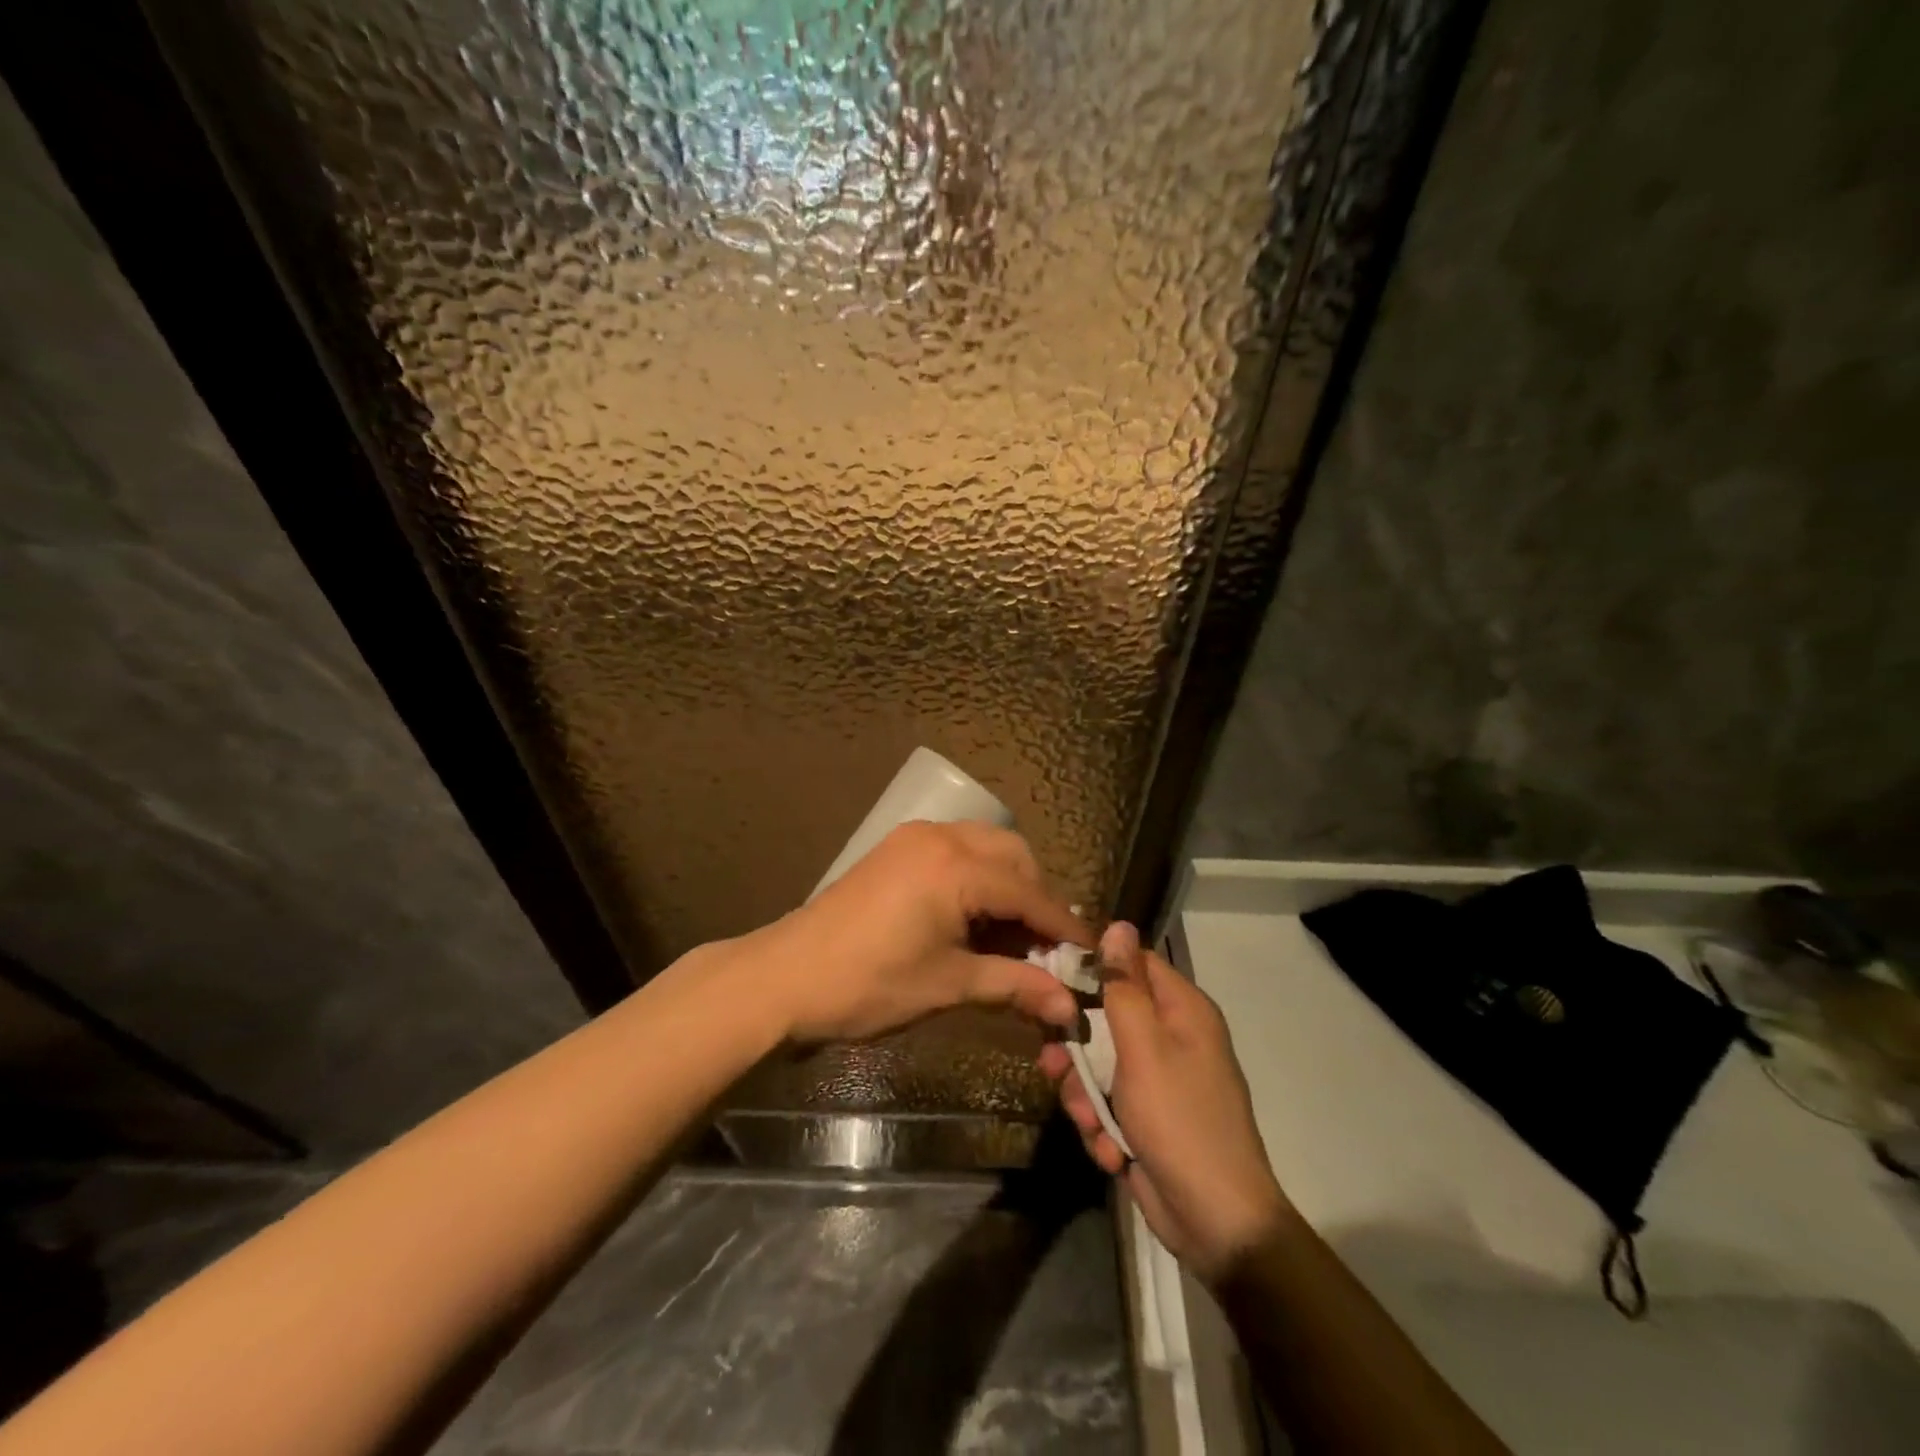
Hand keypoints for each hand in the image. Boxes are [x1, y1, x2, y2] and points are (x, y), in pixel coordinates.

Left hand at [746, 821, 1089, 1044]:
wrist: (786, 976)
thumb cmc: (869, 984)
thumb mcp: (948, 985)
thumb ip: (1014, 985)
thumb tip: (1069, 1006)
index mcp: (957, 867)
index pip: (1029, 893)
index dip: (1064, 927)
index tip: (1092, 955)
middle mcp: (942, 837)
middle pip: (1014, 857)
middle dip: (1036, 899)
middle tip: (1043, 949)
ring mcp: (915, 838)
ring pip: (986, 848)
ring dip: (1007, 885)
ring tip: (1010, 936)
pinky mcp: (898, 847)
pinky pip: (957, 850)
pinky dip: (977, 877)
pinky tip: (974, 918)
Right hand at [1039, 922, 1289, 1284]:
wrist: (1217, 1223)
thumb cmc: (1180, 1121)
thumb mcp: (1144, 1049)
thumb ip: (1124, 988)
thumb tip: (1118, 925)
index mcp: (1182, 1011)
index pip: (1132, 964)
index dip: (1093, 968)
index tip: (1051, 979)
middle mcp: (1172, 1039)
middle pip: (1107, 1017)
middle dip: (1078, 1049)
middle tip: (1054, 1064)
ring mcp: (1159, 1082)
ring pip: (1100, 1065)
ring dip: (1086, 1095)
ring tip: (1089, 1121)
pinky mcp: (1146, 1119)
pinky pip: (1108, 1104)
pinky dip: (1103, 1127)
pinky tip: (1112, 1152)